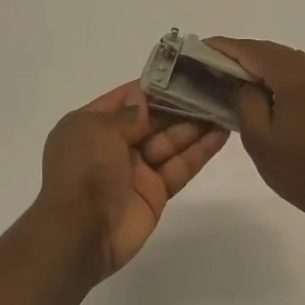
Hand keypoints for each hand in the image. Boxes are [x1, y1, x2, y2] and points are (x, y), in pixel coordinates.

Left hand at [39, 83, 228, 277]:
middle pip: (152, 119)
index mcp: (91, 124)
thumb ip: (127, 114)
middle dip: (180, 104)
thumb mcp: (97, 130)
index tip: (184, 71)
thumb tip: (144, 100)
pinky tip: (221, 134)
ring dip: (196, 125)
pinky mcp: (155, 192)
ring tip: (224, 105)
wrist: (79, 234)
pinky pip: (180, 166)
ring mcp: (136, 169)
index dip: (154, 86)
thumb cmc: (83, 171)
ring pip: (170, 141)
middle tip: (213, 87)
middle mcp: (113, 144)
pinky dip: (200, 151)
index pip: (126, 98)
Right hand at [206, 38, 304, 226]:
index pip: (252, 50)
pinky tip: (264, 90)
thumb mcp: (259, 139)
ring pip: (288, 62)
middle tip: (212, 62)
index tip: (200, 46)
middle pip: (271, 52)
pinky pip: (302, 75)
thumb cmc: (303, 171)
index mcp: (297, 75)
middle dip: (242, 55)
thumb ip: (246, 101)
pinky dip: (280, 77)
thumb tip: (245, 84)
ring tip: (233, 76)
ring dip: (261, 66)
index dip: (224, 47)